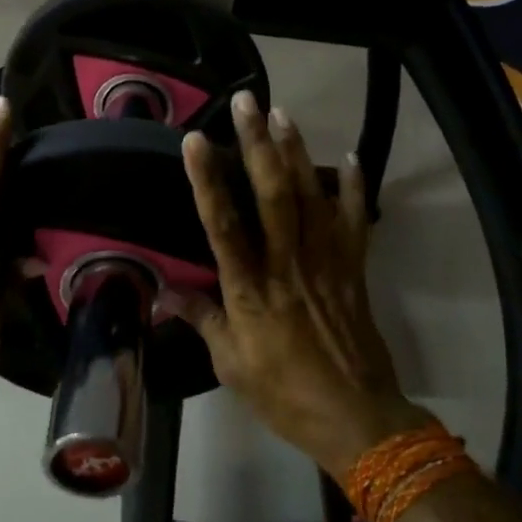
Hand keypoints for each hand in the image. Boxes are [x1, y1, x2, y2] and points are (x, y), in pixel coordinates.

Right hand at [169, 92, 436, 482]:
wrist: (356, 418)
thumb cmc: (284, 393)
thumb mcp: (230, 364)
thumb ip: (201, 319)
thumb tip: (164, 291)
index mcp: (250, 289)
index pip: (223, 225)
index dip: (207, 180)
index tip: (195, 140)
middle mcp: (287, 265)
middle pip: (273, 195)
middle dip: (258, 144)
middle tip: (247, 103)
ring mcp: (326, 263)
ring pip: (312, 196)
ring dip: (297, 152)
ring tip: (283, 113)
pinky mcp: (354, 269)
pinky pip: (355, 220)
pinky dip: (354, 187)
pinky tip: (351, 156)